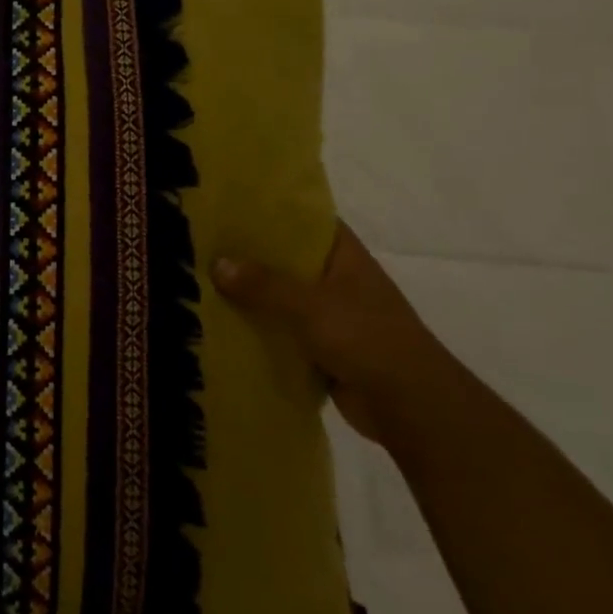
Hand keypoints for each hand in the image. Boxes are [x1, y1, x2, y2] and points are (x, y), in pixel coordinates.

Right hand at [211, 223, 460, 445]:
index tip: (233, 207)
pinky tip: (223, 326)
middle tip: (204, 245)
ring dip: (251, 296)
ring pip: (282, 299)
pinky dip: (259, 331)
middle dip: (251, 256)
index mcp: (346, 258)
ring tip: (202, 283)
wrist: (410, 405)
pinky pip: (283, 333)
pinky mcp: (323, 350)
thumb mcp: (310, 304)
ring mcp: (332, 317)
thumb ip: (264, 284)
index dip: (275, 212)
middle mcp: (339, 282)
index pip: (309, 222)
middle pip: (288, 261)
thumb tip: (217, 263)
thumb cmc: (366, 338)